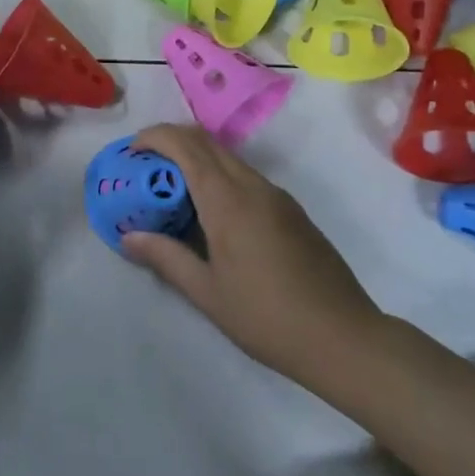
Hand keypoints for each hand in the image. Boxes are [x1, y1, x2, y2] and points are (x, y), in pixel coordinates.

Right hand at [123, 125, 383, 386]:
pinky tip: (210, 213)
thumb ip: (166, 257)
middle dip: (171, 141)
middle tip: (144, 166)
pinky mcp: (291, 210)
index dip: (154, 137)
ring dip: (195, 159)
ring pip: (228, 157)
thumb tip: (129, 237)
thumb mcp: (207, 293)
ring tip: (171, 190)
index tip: (131, 151)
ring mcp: (276, 196)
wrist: (345, 338)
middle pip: (206, 141)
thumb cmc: (268, 317)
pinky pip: (245, 176)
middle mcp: (253, 186)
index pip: (185, 146)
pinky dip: (218, 176)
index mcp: (228, 200)